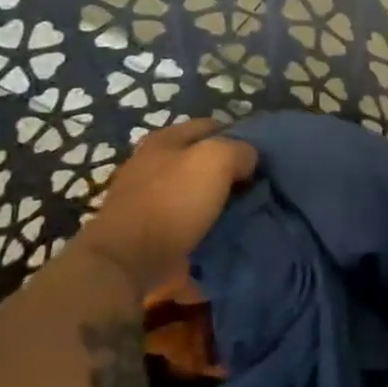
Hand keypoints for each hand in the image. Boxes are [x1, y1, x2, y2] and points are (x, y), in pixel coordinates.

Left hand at [76, 120, 257, 298]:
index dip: (238, 136)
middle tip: (255, 185)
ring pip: (195, 189)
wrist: (127, 261)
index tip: (259, 157)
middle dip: (228, 170)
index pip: (212, 125)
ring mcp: (145, 197)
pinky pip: (185, 218)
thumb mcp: (217, 159)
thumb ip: (240, 150)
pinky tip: (221, 231)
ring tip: (244, 211)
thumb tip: (248, 161)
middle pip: (201, 158)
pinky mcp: (146, 229)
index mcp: (165, 139)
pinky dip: (203, 223)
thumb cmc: (173, 201)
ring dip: (217, 199)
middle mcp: (151, 162)